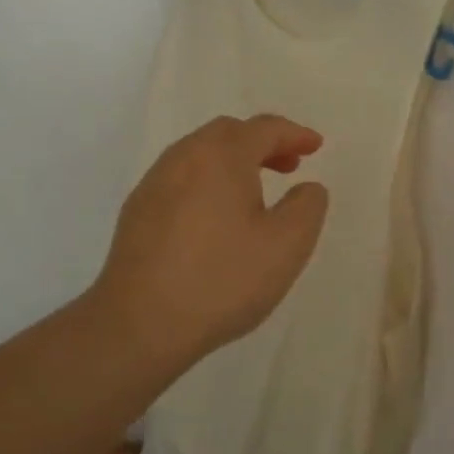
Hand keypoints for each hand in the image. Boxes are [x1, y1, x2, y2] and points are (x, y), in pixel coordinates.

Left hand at [91, 115, 329, 371]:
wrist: (139, 324)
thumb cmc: (221, 280)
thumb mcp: (286, 246)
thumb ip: (307, 207)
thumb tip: (307, 187)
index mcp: (222, 156)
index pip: (264, 129)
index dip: (295, 134)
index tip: (316, 146)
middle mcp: (183, 158)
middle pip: (228, 133)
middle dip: (262, 143)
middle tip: (289, 166)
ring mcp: (154, 184)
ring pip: (200, 154)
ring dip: (233, 162)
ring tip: (255, 192)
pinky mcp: (137, 212)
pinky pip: (181, 179)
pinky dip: (208, 181)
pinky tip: (216, 217)